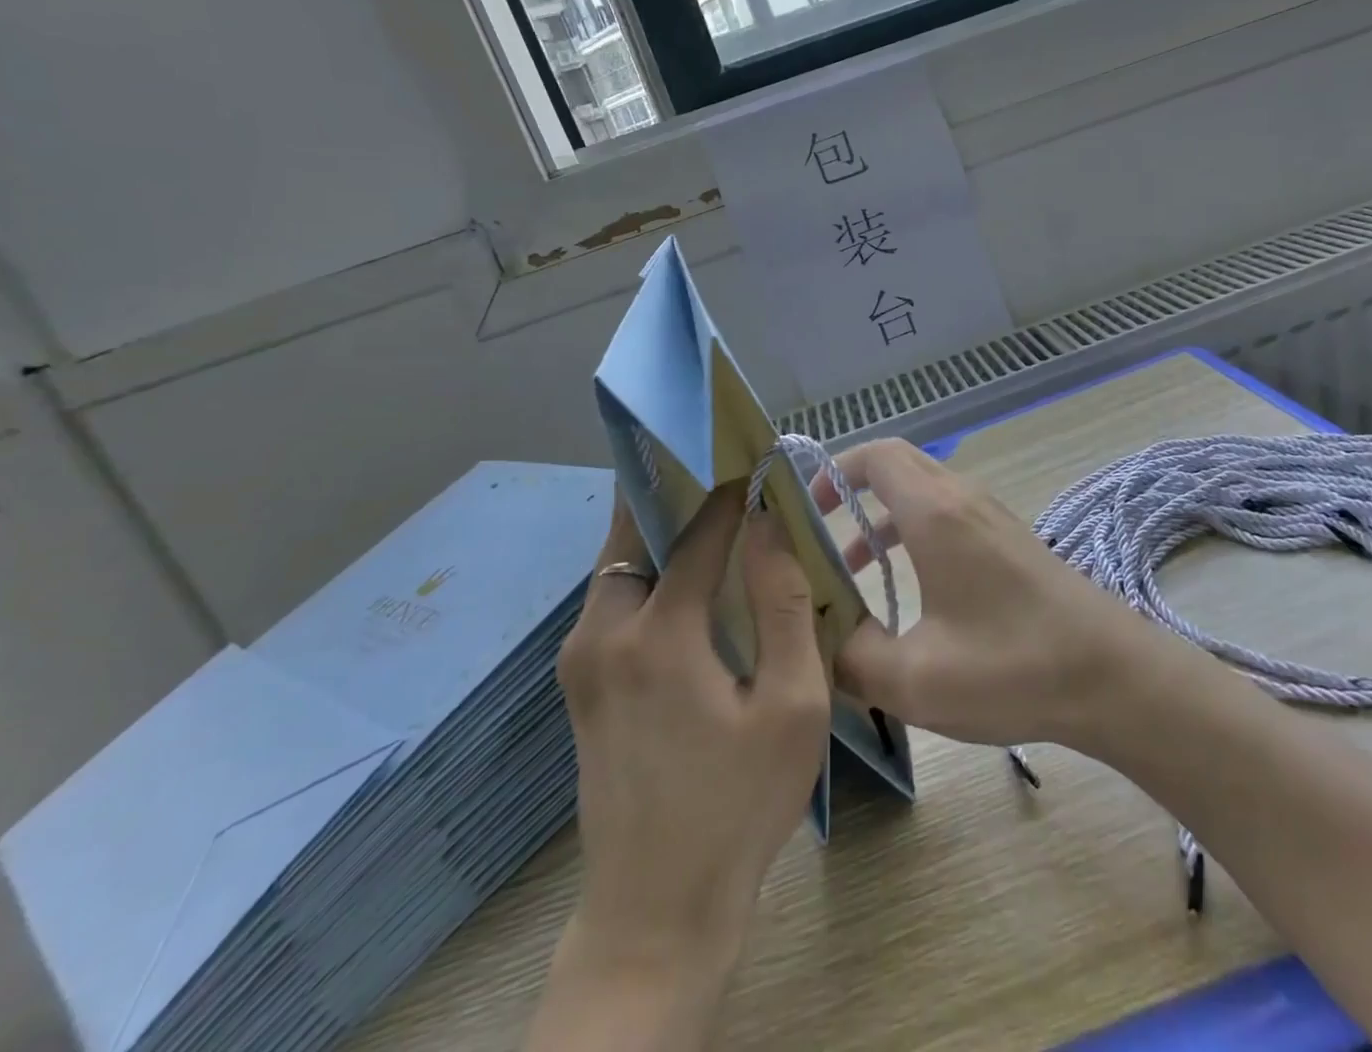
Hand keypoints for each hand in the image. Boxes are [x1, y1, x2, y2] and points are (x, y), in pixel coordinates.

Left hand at [555, 485, 830, 970]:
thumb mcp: (792, 706)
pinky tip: (685, 575)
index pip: (698, 532)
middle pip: (632, 531)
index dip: (731, 491)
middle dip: (672, 488)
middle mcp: (602, 633)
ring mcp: (581, 660)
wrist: (656, 911)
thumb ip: (784, 604)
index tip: (758, 460)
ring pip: (616, 563)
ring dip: (656, 528)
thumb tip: (770, 523)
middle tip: (718, 465)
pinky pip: (611, 597)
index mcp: (657, 635)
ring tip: (709, 511)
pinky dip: (644, 567)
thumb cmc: (739, 806)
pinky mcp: (579, 684)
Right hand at [814, 439, 1143, 749]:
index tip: (804, 507)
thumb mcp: (915, 679)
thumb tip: (820, 642)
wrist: (1114, 677)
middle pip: (899, 465)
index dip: (833, 470)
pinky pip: (948, 515)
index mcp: (936, 512)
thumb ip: (851, 660)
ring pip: (924, 492)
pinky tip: (909, 590)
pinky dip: (914, 532)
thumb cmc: (1013, 666)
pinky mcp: (1010, 541)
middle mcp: (963, 500)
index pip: (876, 455)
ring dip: (883, 516)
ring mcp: (992, 517)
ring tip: (851, 568)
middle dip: (852, 488)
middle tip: (817, 530)